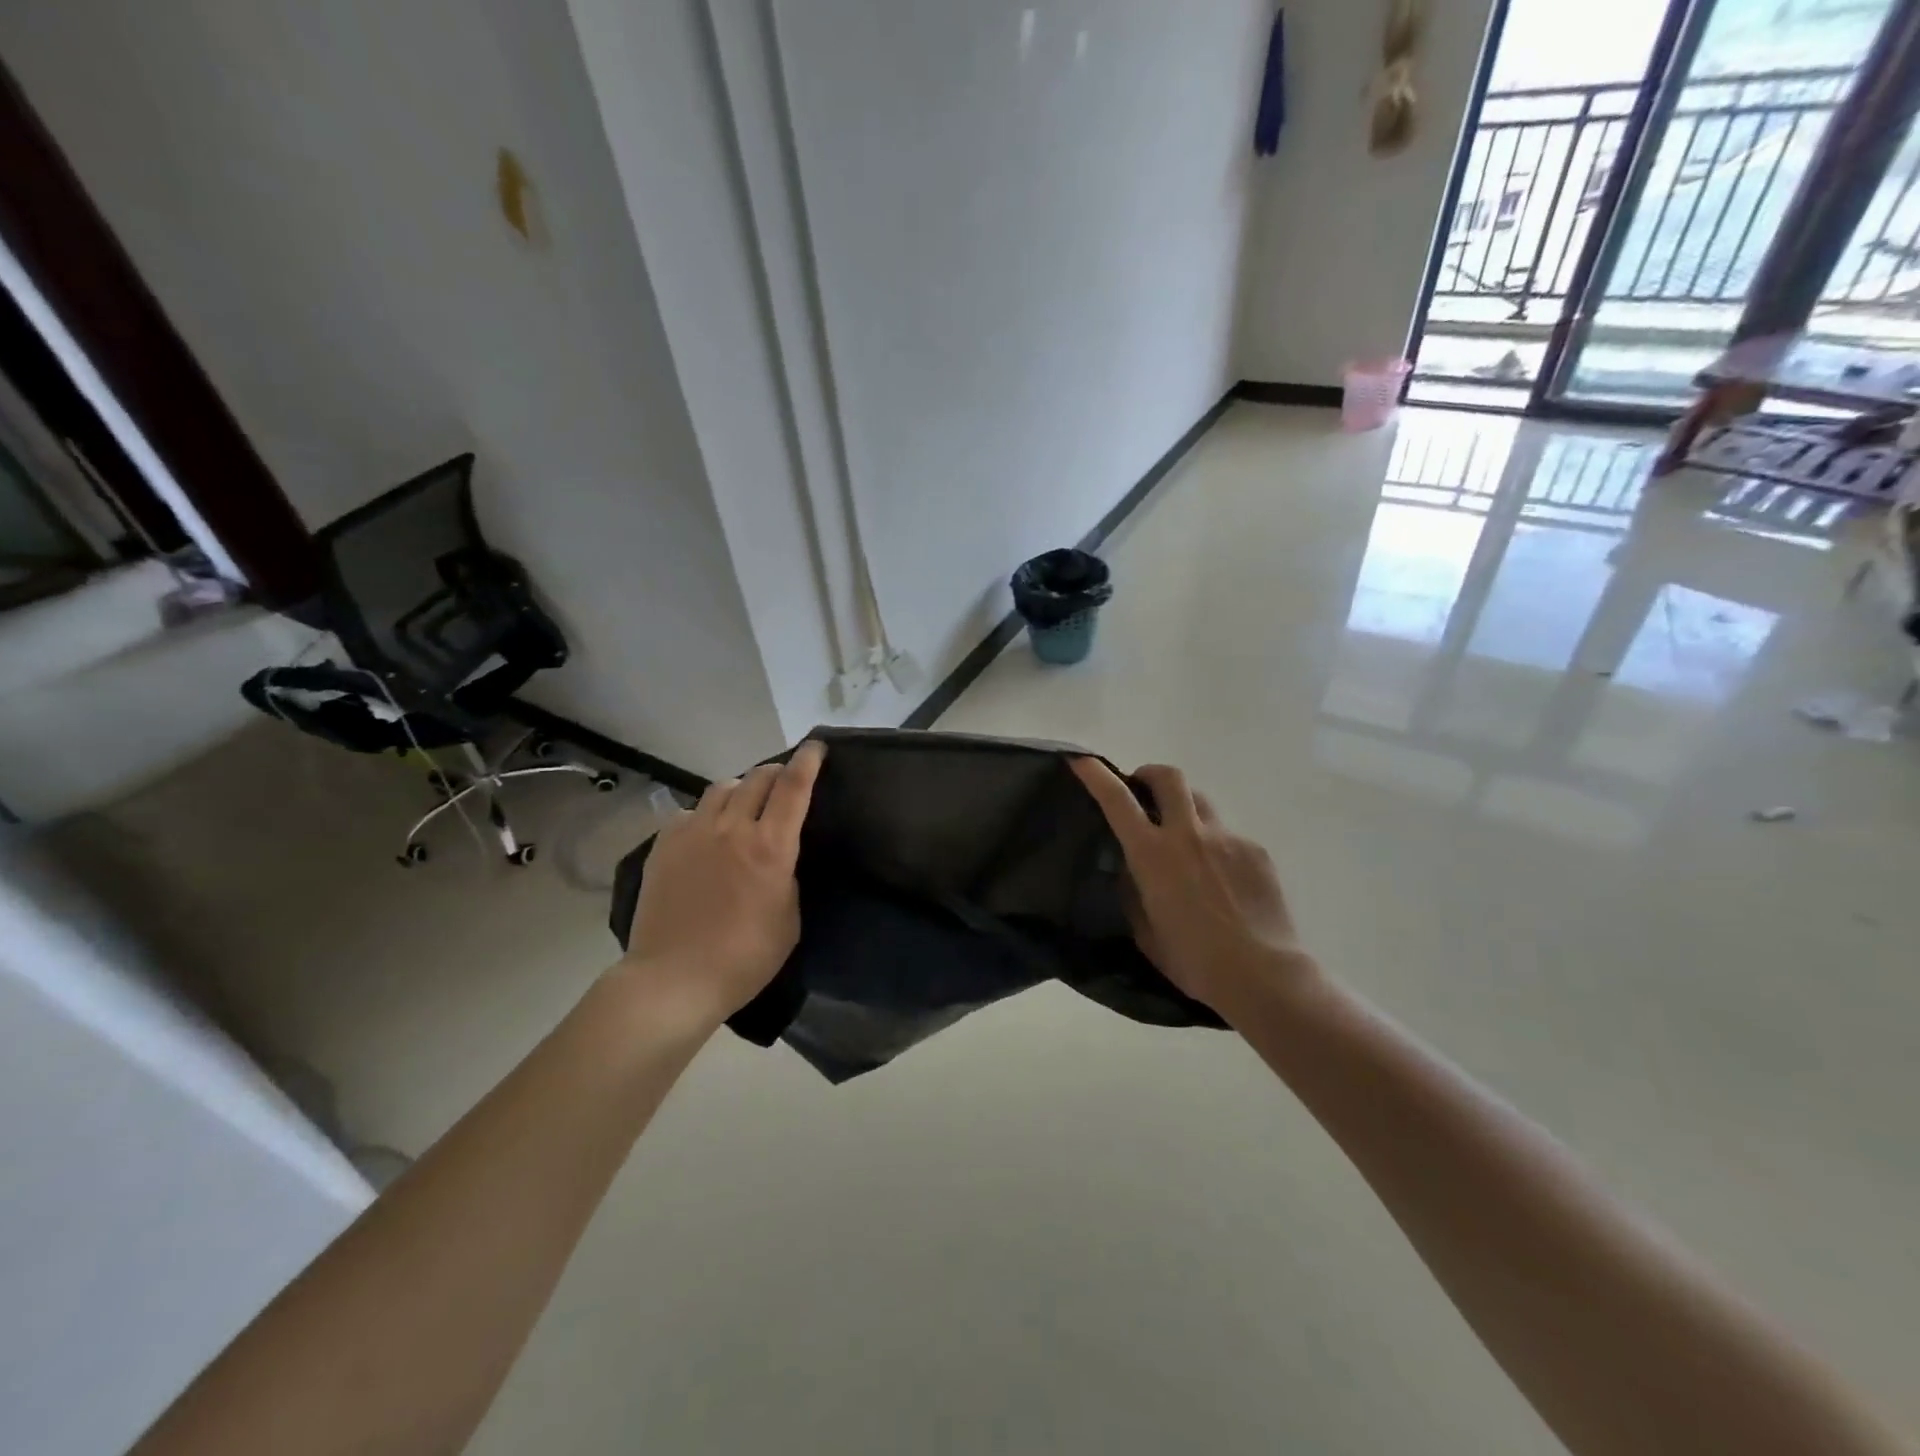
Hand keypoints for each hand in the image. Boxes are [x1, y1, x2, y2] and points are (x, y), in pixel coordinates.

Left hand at [623, 741, 824, 1023]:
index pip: (793, 787)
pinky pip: (690, 812)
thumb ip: (787, 877)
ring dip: (741, 788)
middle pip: (758, 778)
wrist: (674, 979)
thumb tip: (777, 857)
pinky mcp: (664, 845)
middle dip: (776, 772)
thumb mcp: (789, 919)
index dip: (807, 761)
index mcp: (770, 847)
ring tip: (744, 804)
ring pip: (722, 788)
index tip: (816, 746)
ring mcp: (693, 833)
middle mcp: (732, 828)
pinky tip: (707, 832)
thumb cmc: (744, 958)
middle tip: (782, 781)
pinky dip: (706, 813)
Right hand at [1071, 758, 1317, 1017]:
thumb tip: (1130, 868)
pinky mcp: (1255, 850)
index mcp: (1152, 854)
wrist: (1262, 975)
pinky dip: (1216, 847)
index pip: (1117, 800)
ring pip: (1201, 801)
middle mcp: (1189, 834)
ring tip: (1185, 841)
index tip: (1081, 760)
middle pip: (1168, 777)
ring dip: (1184, 808)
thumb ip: (1133, 891)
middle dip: (1150, 774)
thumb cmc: (1193, 960)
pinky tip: (1222, 881)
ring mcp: (1227, 838)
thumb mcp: (1145, 930)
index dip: (1096, 774)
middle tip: (1143, 789)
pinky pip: (1229, 836)